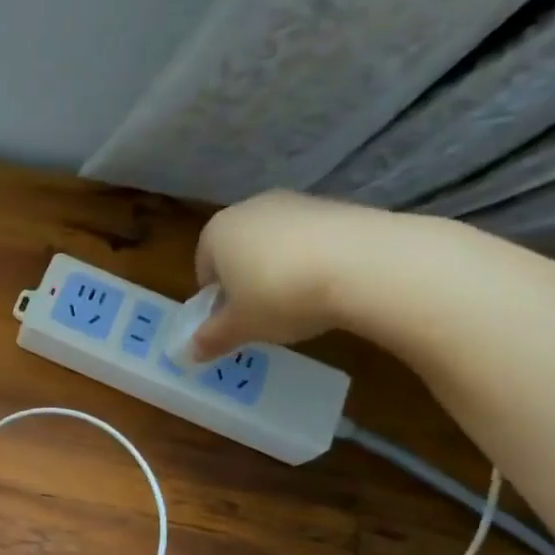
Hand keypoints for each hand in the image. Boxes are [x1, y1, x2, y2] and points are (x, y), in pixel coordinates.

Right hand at [189, 191, 394, 358]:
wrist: (361, 264)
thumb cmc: (277, 295)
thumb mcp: (240, 327)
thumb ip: (212, 338)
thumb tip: (192, 351)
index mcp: (216, 232)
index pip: (203, 266)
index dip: (215, 297)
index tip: (231, 320)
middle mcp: (250, 209)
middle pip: (239, 250)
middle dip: (246, 280)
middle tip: (260, 314)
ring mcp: (295, 202)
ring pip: (276, 243)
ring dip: (280, 270)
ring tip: (298, 302)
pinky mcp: (336, 205)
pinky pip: (311, 239)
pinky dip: (313, 260)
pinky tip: (327, 286)